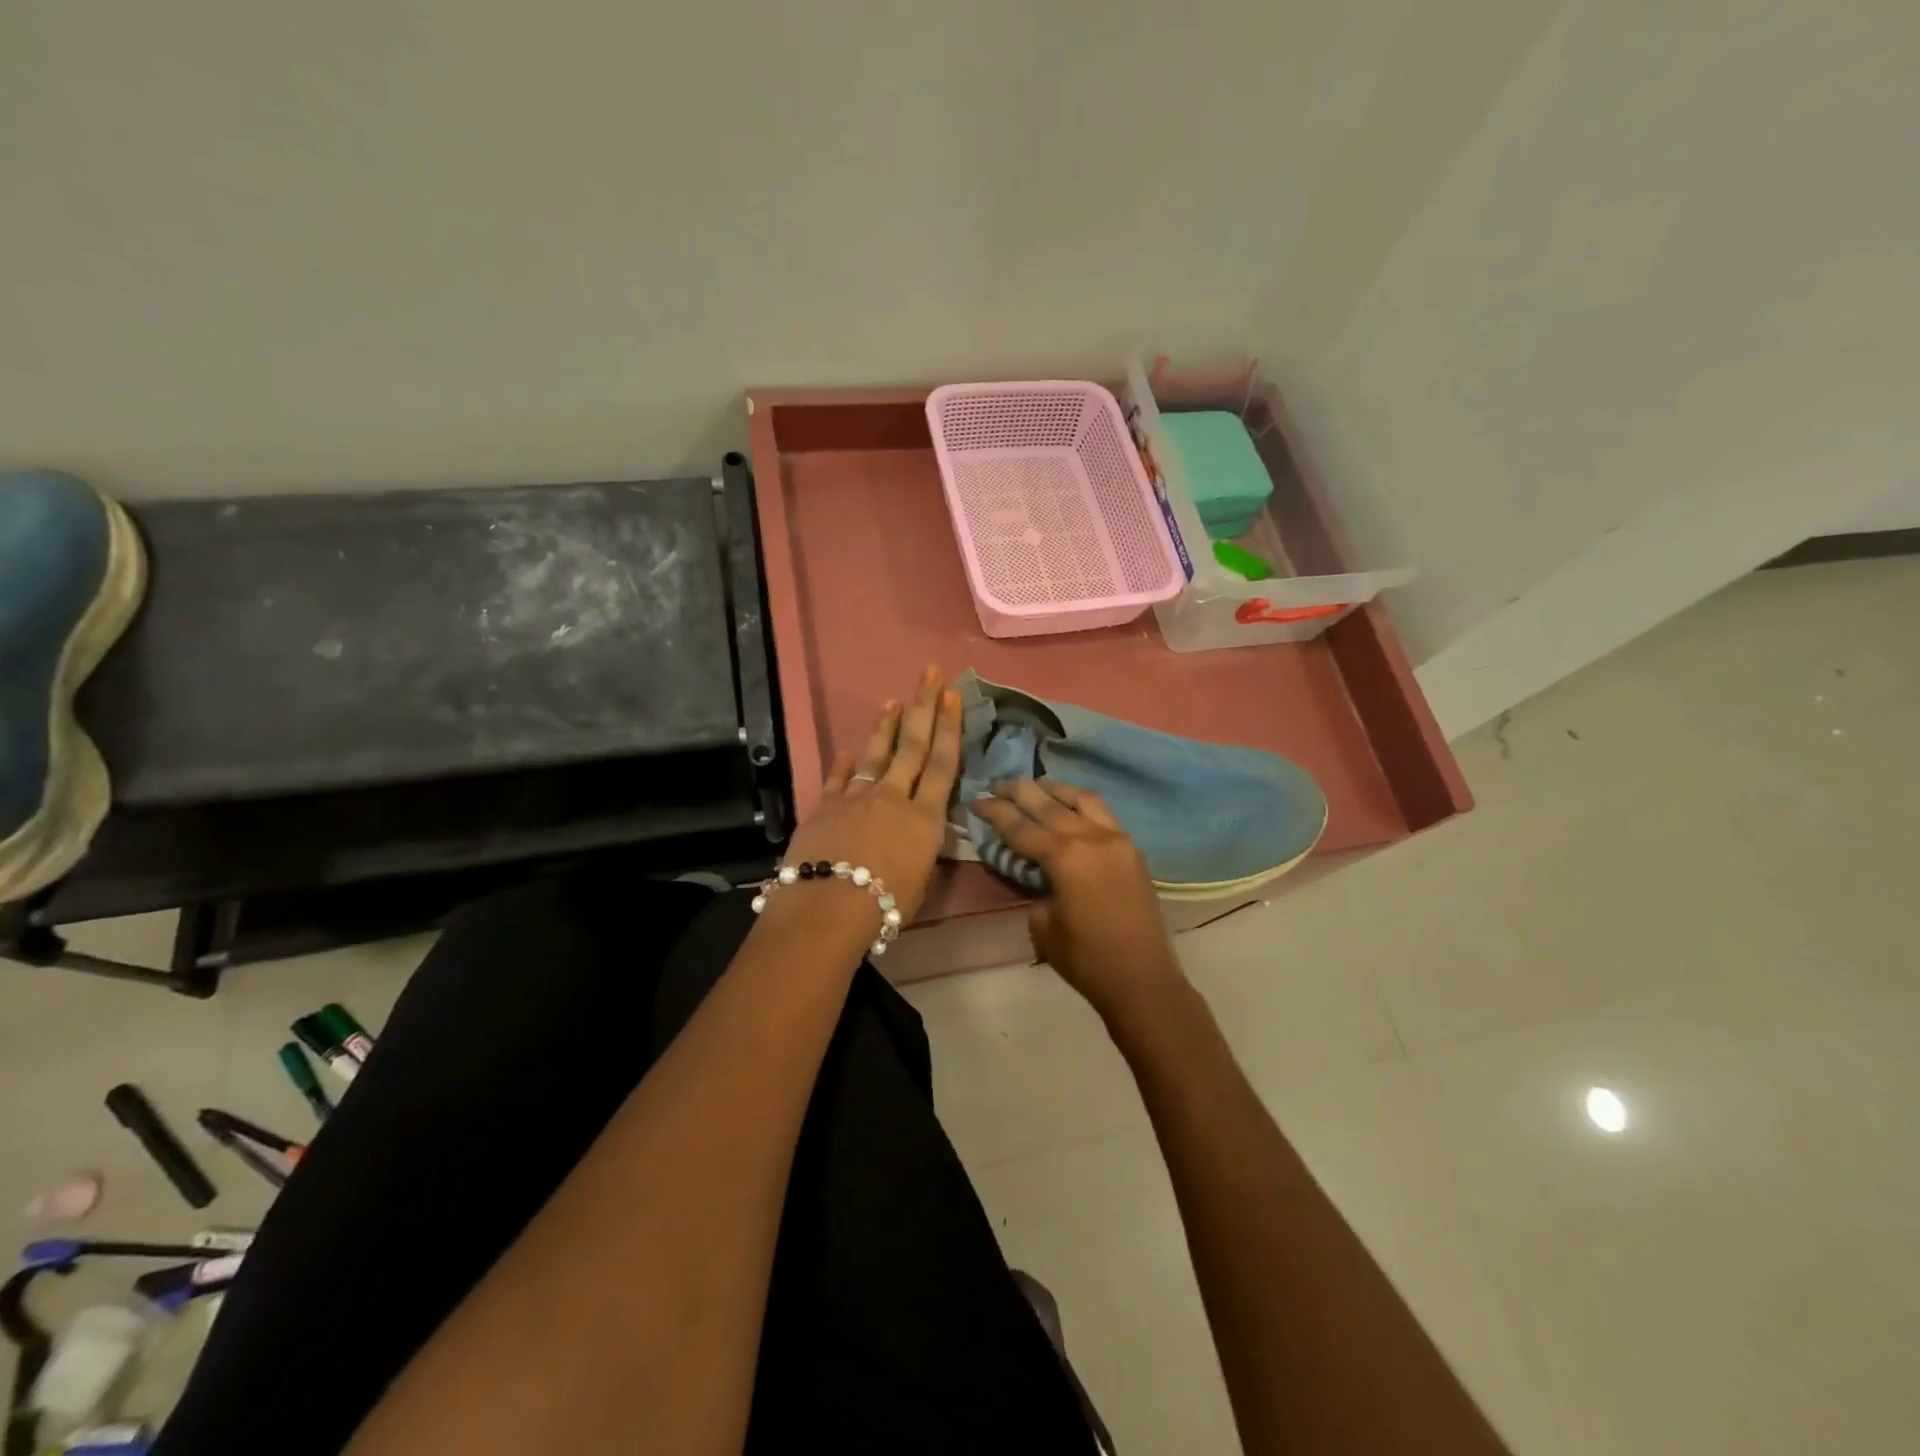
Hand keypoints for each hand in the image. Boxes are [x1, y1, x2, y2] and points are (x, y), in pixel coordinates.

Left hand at [782, 666, 962, 923]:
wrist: (830, 906)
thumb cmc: (886, 904)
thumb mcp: (920, 880)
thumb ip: (921, 850)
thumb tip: (917, 836)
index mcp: (925, 818)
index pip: (943, 763)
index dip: (949, 727)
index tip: (951, 695)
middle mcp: (895, 798)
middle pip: (914, 746)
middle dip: (923, 707)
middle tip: (929, 674)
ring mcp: (859, 797)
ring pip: (877, 755)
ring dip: (887, 726)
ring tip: (893, 701)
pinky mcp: (828, 806)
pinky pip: (839, 779)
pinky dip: (844, 764)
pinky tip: (847, 751)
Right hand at [973, 780, 1185, 1021]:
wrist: (1142, 979)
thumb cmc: (1086, 959)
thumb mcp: (1042, 925)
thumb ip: (1035, 889)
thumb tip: (1037, 873)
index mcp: (1065, 856)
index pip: (1020, 826)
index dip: (994, 811)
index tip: (976, 799)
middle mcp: (1091, 837)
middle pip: (1048, 803)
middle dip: (1019, 790)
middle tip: (997, 783)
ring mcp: (1116, 839)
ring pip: (1082, 798)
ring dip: (1055, 789)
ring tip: (1036, 786)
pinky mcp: (1132, 849)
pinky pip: (1103, 813)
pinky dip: (1081, 803)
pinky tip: (1070, 806)